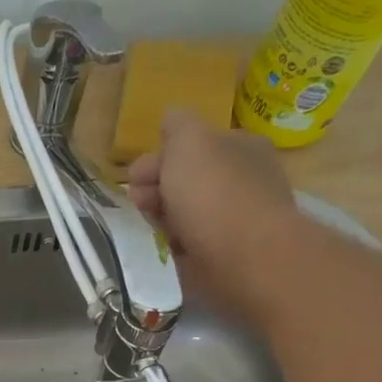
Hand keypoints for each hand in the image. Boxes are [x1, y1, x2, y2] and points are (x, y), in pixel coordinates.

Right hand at [127, 109, 296, 314]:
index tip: (135, 178)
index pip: (192, 148)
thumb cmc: (213, 192)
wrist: (245, 257)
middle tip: (139, 205)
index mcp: (240, 147)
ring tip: (146, 232)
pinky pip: (190, 248)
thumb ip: (177, 124)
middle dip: (155, 192)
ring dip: (160, 222)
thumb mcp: (189, 139)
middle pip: (186, 183)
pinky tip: (162, 252)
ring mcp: (236, 222)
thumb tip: (170, 122)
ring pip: (184, 217)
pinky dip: (173, 249)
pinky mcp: (226, 258)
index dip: (158, 159)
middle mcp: (242, 181)